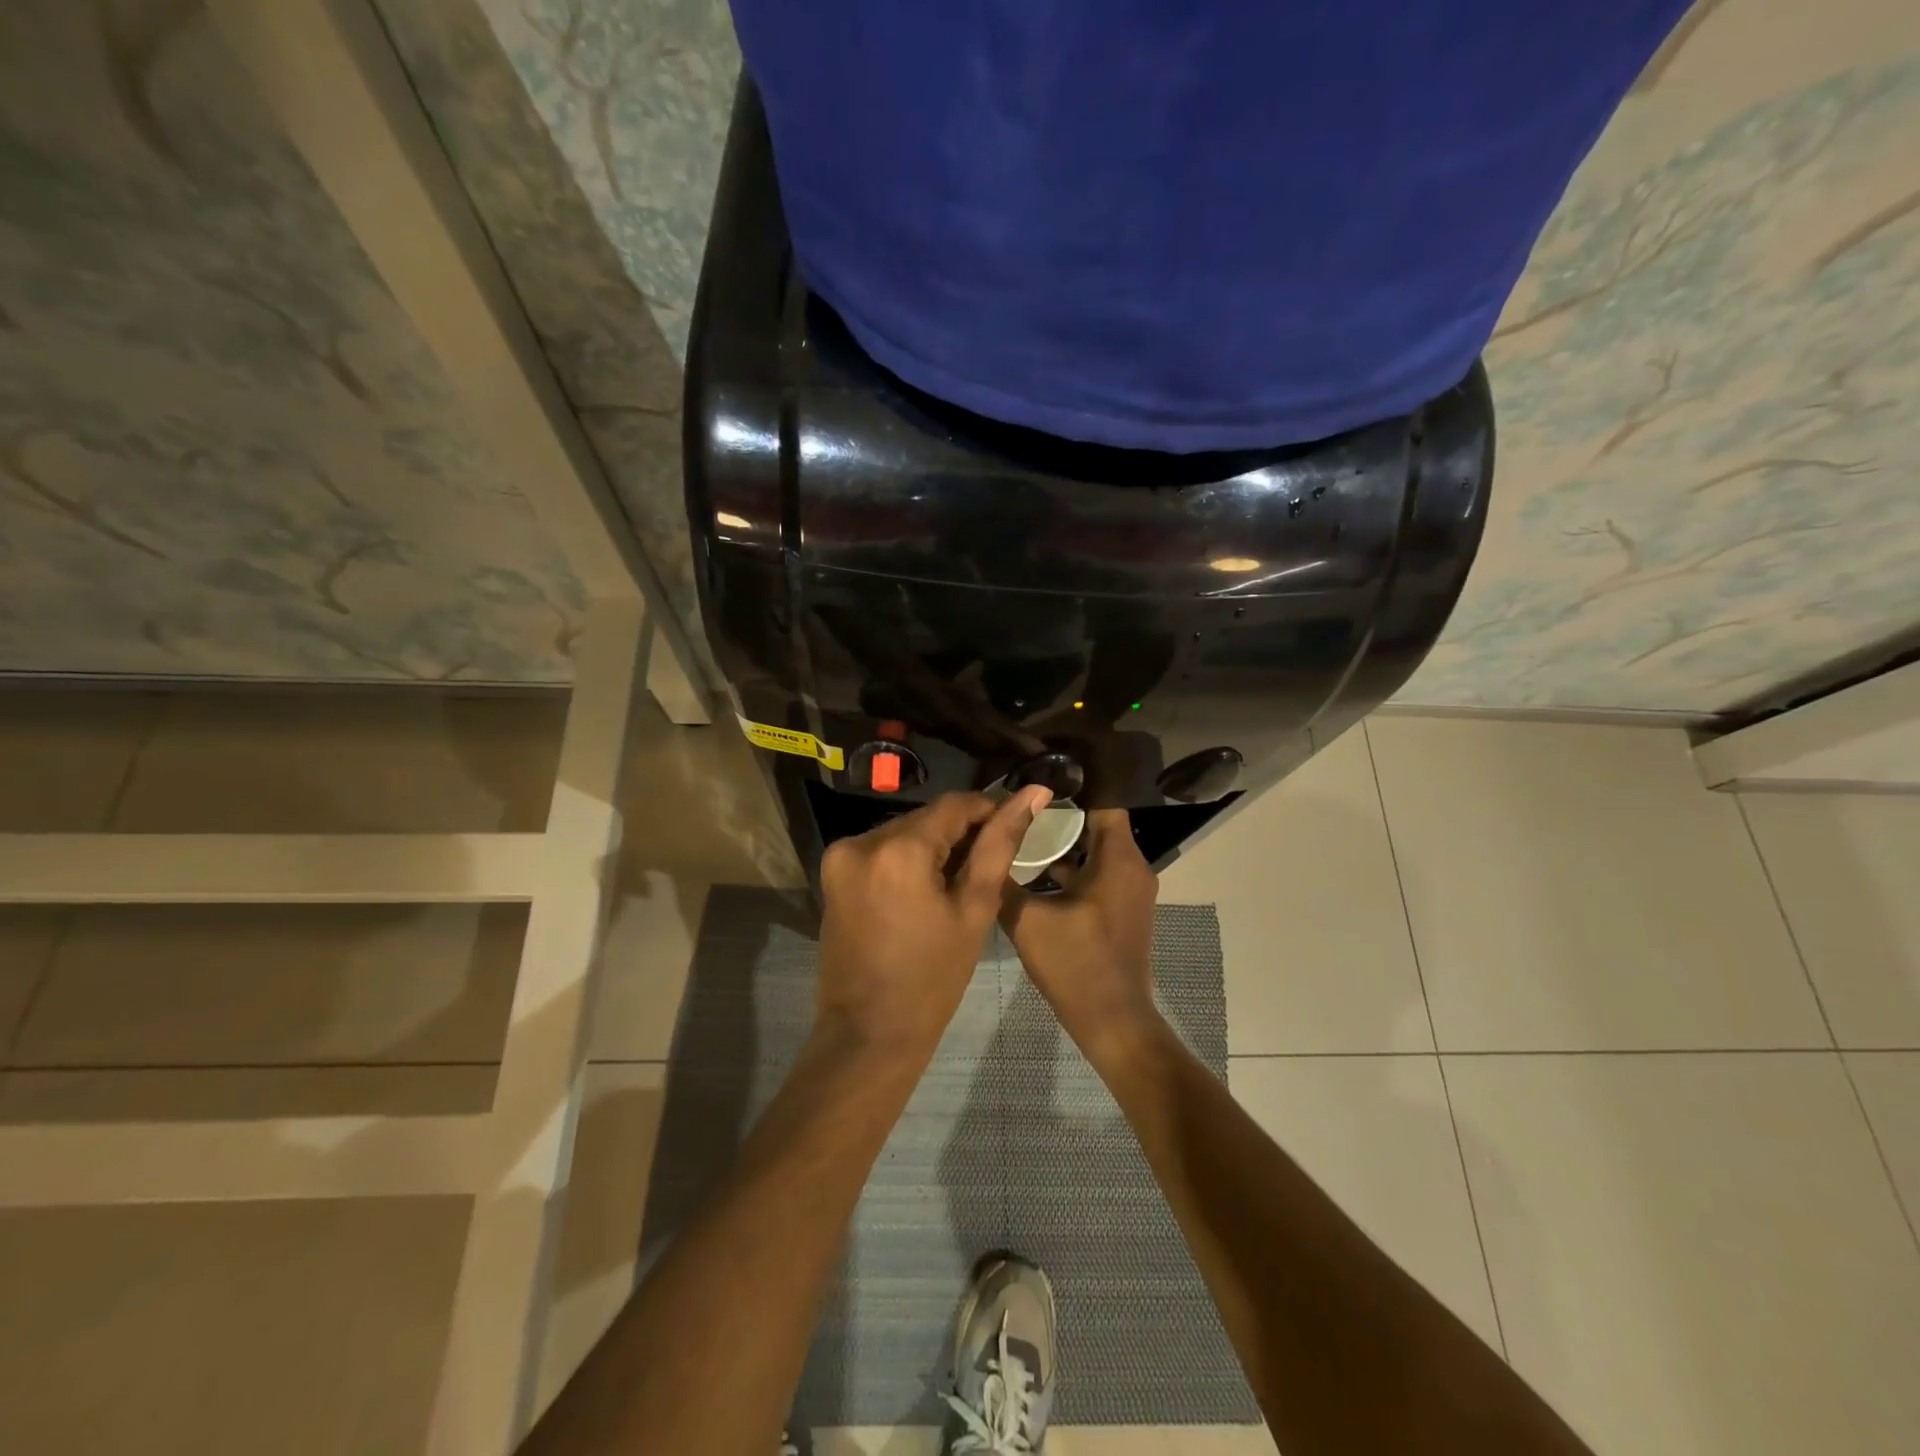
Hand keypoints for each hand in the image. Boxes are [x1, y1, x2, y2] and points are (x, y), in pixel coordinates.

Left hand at [816, 787, 1052, 1062]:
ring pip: (903, 832)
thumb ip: (1000, 845)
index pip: (954, 805)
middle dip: (959, 833)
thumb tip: (1033, 793)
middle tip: (988, 865)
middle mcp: (862, 841)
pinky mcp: (832, 873)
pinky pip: (881, 850)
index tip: (1012, 829)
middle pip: (926, 818)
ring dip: (932, 846)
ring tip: (958, 883)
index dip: (988, 810)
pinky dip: (906, 860)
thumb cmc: (932, 979)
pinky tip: (925, 889)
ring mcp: (841, 857)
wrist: (868, 1033)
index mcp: (899, 850)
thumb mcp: (975, 910)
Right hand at [1001, 809, 1162, 1062]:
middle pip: (1096, 826)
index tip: (1034, 786)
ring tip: (1021, 838)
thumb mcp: (1029, 921)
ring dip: (1063, 847)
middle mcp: (1133, 868)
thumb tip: (983, 851)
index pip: (1103, 803)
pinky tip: (1035, 876)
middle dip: (1059, 818)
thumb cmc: (1076, 964)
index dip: (1070, 791)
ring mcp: (1130, 891)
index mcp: (1118, 859)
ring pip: (1096, 853)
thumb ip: (1004, 883)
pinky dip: (1073, 872)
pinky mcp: (1123, 911)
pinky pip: (1099, 876)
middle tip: (1018, 811)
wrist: (1113, 1022)